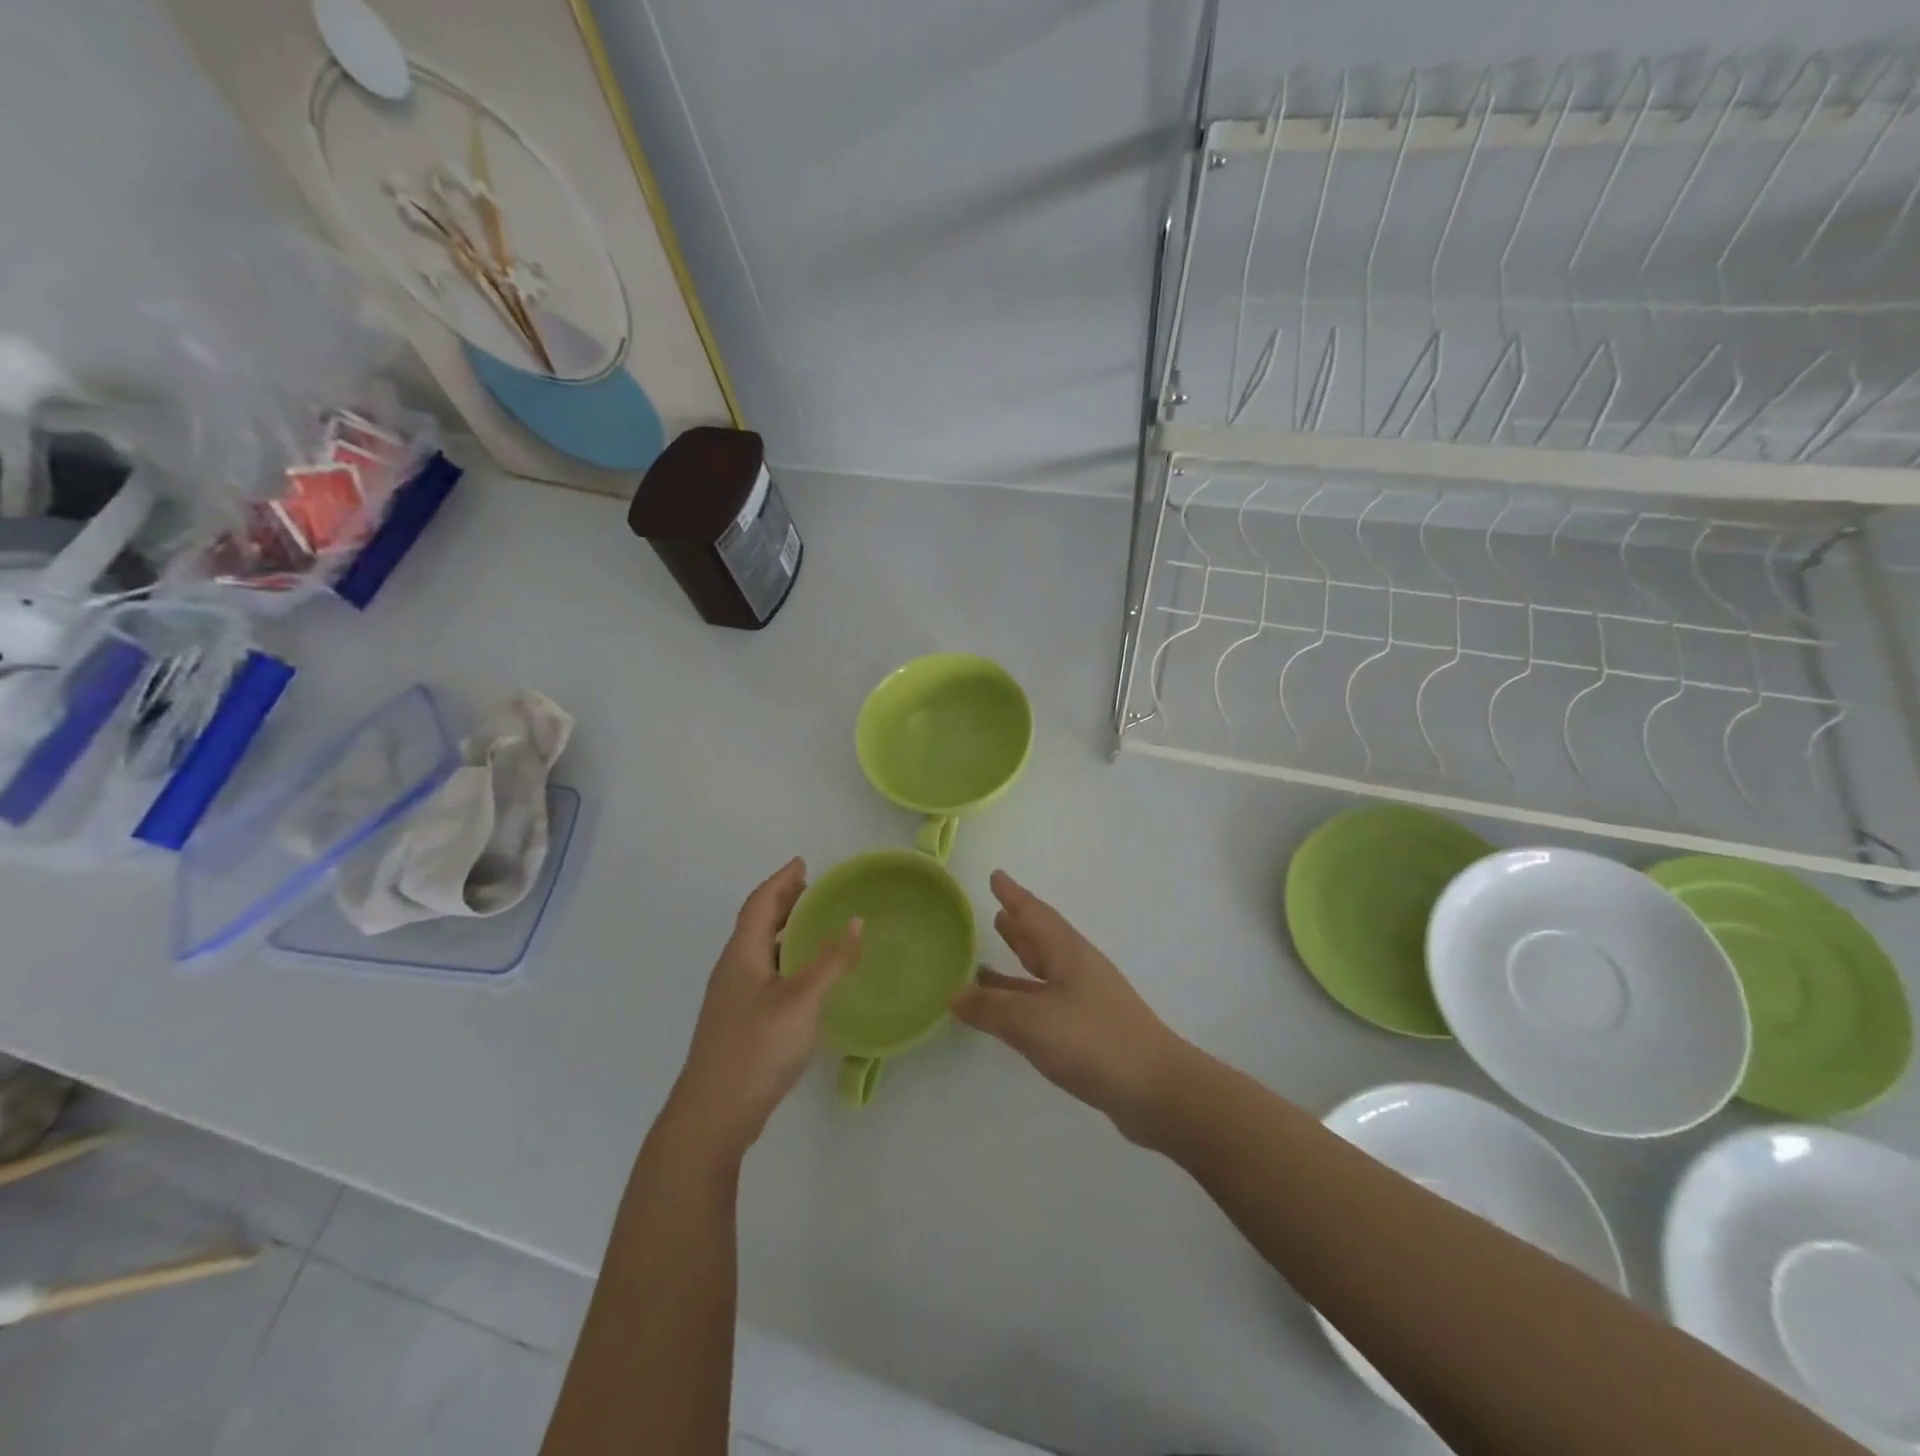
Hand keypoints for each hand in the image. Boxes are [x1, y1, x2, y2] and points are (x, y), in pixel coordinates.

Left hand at [665, 859, 861, 1165]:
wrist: (713, 1116)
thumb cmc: (756, 1049)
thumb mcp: (802, 1001)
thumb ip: (831, 961)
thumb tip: (856, 920)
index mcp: (742, 955)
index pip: (760, 903)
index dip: (781, 881)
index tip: (803, 863)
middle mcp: (733, 969)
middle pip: (757, 923)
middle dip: (784, 902)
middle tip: (815, 889)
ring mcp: (733, 998)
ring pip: (760, 950)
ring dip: (785, 930)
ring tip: (816, 925)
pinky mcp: (739, 1022)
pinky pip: (765, 973)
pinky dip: (786, 959)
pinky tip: (805, 976)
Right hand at [952, 870, 1189, 1138]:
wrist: (1156, 1090)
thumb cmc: (1093, 1041)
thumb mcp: (1032, 1021)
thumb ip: (990, 1007)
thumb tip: (954, 993)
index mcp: (1067, 953)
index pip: (1035, 914)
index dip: (1013, 895)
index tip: (996, 876)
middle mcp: (1078, 970)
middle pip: (1042, 940)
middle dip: (1018, 927)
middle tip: (994, 912)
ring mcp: (1086, 1002)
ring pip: (1043, 973)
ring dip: (1018, 964)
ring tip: (984, 963)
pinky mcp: (1089, 1032)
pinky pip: (1046, 1003)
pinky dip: (1023, 1000)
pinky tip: (1009, 1014)